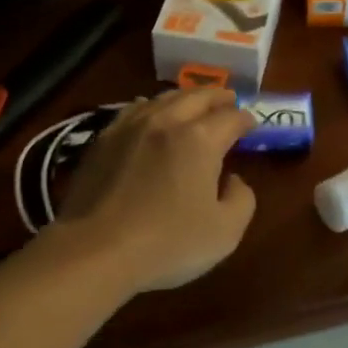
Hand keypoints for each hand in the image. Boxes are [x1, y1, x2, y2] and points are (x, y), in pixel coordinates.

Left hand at [46, 89, 258, 292]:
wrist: (95, 251)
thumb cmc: (168, 244)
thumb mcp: (226, 231)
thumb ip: (242, 200)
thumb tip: (234, 180)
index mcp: (200, 139)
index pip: (231, 118)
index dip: (246, 119)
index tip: (252, 126)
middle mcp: (166, 122)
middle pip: (197, 96)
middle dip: (217, 96)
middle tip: (228, 101)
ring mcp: (130, 127)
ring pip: (163, 98)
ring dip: (184, 98)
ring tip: (193, 104)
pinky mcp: (102, 140)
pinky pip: (133, 110)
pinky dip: (150, 107)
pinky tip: (149, 113)